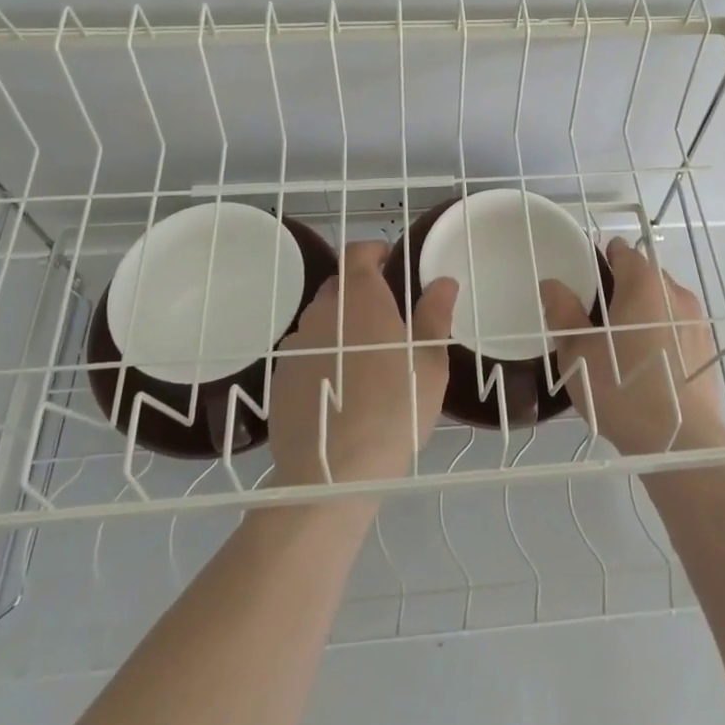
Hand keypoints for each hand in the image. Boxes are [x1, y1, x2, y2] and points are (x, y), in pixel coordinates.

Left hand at [268, 241, 455, 487]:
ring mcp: (297, 344)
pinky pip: (306, 352)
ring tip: (362, 358)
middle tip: (386, 317)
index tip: (389, 259)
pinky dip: (322, 356)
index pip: (357, 253)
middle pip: (338, 286)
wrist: (332, 473)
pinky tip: (338, 388)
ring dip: (340, 326)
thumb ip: (435, 316)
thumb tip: (444, 281)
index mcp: (360, 299)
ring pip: (321, 320)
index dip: (373, 251)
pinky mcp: (280, 376)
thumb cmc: (394, 409)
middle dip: (360, 291)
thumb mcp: (429, 364)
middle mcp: (322, 311)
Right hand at [540, 237, 724, 455]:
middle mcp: (675, 293)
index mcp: (644, 284)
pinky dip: (662, 334)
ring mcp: (697, 321)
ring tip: (624, 346)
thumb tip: (552, 284)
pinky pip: (678, 327)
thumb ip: (564, 312)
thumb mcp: (578, 352)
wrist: (681, 442)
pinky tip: (649, 366)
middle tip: (598, 319)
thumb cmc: (622, 389)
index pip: (623, 251)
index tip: (587, 282)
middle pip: (645, 275)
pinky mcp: (708, 349)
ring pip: (663, 302)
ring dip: (644, 312)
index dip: (602, 259)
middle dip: (623, 288)